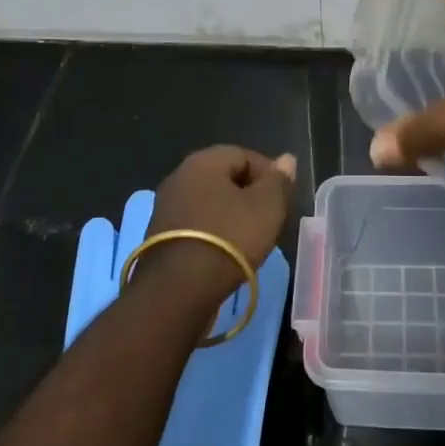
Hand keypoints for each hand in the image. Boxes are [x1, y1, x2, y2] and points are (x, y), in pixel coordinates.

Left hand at [143, 145, 296, 306]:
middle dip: (248, 193)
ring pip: (208, 202)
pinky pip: (195, 224)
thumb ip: (278, 180)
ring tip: (250, 236)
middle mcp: (179, 176)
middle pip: (223, 177)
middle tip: (269, 216)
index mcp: (203, 162)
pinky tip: (225, 251)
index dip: (268, 173)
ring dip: (229, 214)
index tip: (282, 197)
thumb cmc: (229, 238)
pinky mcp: (158, 237)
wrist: (178, 290)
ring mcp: (165, 207)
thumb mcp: (267, 206)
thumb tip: (286, 159)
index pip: (244, 155)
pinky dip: (212, 232)